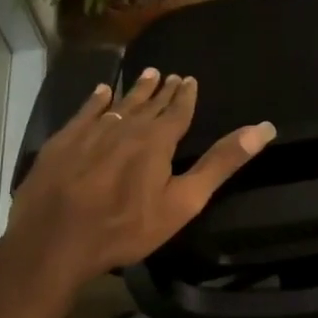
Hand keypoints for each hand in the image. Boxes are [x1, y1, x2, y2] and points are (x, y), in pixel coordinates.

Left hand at [5, 67, 275, 288]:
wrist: (54, 242)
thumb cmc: (126, 227)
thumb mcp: (184, 201)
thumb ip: (221, 163)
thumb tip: (263, 128)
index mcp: (157, 141)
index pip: (177, 111)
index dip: (185, 96)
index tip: (189, 79)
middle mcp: (126, 127)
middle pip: (149, 104)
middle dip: (162, 90)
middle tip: (170, 75)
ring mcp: (91, 133)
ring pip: (119, 104)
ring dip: (135, 90)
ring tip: (147, 75)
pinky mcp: (63, 143)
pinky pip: (85, 113)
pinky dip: (96, 101)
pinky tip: (100, 92)